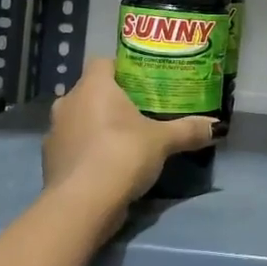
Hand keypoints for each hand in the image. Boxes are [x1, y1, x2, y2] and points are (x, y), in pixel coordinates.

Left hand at [43, 59, 214, 220]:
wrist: (82, 203)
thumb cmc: (122, 154)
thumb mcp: (163, 141)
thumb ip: (188, 130)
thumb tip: (217, 126)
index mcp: (93, 86)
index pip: (103, 62)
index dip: (121, 69)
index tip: (141, 82)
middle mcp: (68, 102)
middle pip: (90, 91)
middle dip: (111, 100)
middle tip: (138, 111)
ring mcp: (54, 132)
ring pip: (78, 119)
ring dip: (95, 126)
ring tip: (123, 139)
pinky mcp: (49, 160)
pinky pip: (72, 146)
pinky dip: (86, 151)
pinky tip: (106, 165)